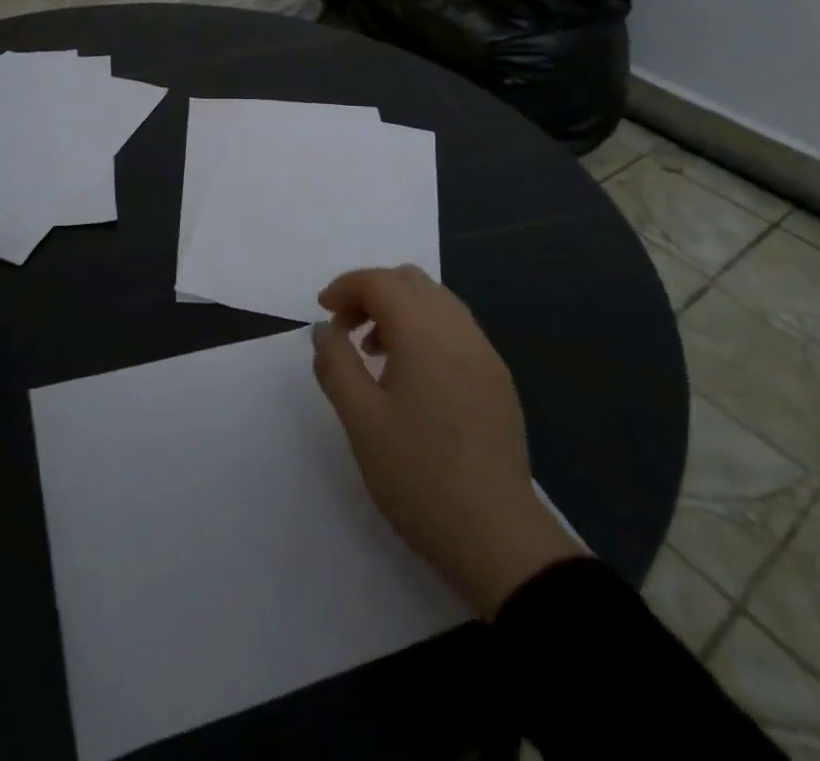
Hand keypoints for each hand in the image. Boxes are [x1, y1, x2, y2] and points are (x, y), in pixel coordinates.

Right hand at [311, 265, 582, 618]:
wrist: (497, 537)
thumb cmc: (419, 476)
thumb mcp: (361, 420)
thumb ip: (336, 364)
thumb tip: (324, 329)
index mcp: (425, 333)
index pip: (381, 282)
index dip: (346, 287)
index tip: (322, 312)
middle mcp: (459, 330)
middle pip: (411, 282)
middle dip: (372, 293)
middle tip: (345, 329)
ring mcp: (484, 353)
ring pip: (437, 302)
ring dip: (400, 310)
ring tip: (374, 353)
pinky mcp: (497, 379)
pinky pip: (456, 329)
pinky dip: (425, 330)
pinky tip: (411, 376)